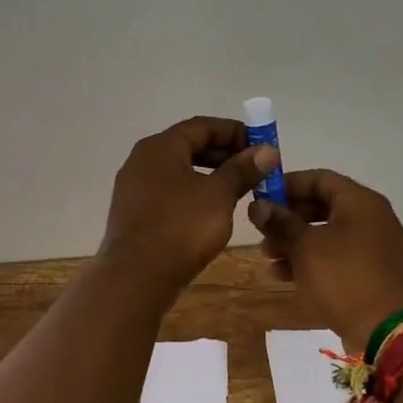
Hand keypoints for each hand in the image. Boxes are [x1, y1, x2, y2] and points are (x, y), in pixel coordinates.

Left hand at [100, 117, 279, 289]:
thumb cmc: (180, 227)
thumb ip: (242, 170)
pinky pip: (169, 192)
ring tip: (238, 190)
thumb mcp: (219, 195)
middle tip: (254, 169)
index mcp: (160, 147)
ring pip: (179, 171)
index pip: (201, 126)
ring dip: (210, 175)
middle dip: (224, 154)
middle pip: (188, 146)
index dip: (234, 132)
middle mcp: (142, 160)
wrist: (136, 276)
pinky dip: (193, 193)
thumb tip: (267, 151)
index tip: (261, 146)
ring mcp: (134, 188)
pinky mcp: (134, 213)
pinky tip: (212, 211)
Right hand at [249, 169, 402, 352]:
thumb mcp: (306, 248)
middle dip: (287, 219)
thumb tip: (258, 205)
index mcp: (359, 202)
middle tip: (262, 233)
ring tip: (268, 259)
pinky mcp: (370, 273)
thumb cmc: (345, 279)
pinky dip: (311, 262)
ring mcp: (372, 247)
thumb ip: (280, 223)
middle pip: (321, 206)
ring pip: (325, 234)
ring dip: (295, 243)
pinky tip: (285, 277)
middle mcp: (369, 218)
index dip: (287, 186)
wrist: (391, 332)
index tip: (260, 199)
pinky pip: (335, 258)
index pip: (318, 178)